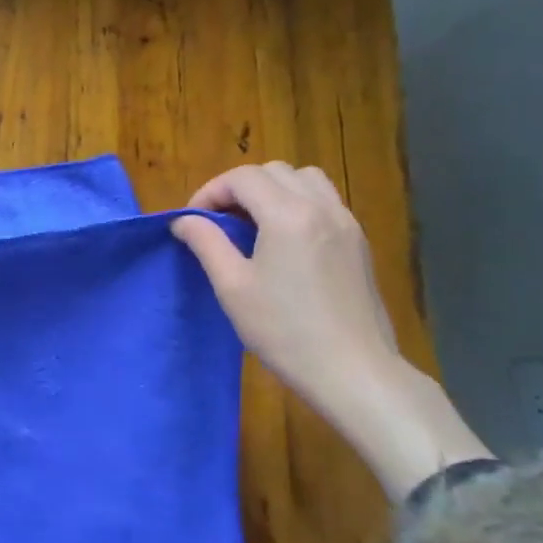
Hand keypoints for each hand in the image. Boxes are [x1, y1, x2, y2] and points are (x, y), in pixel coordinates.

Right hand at [172, 163, 489, 500]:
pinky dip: (298, 205)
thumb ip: (206, 243)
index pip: (242, 177)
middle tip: (218, 222)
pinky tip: (284, 242)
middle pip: (274, 172)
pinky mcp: (358, 242)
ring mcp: (346, 223)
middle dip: (239, 188)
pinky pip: (324, 202)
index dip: (210, 191)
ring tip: (252, 224)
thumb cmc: (284, 330)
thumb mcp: (232, 287)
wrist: (352, 369)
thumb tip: (184, 220)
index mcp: (288, 215)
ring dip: (272, 191)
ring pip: (305, 180)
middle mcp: (321, 207)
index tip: (193, 221)